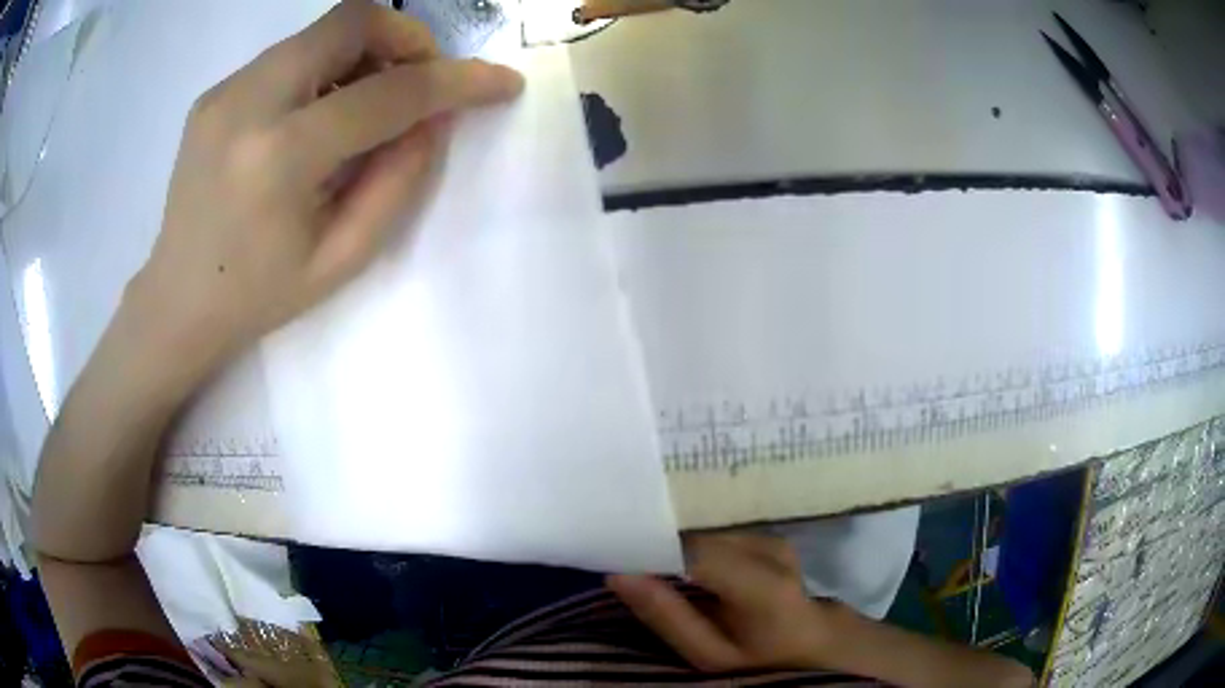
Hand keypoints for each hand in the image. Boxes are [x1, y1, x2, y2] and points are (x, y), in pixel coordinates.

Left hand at [129, 0, 522, 369]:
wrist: (177, 300)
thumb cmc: (259, 295)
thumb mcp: (343, 257)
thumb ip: (399, 179)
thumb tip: (435, 116)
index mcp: (279, 159)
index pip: (387, 92)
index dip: (456, 80)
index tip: (498, 82)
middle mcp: (248, 104)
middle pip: (352, 21)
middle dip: (407, 38)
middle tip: (420, 81)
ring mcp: (226, 90)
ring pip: (321, 31)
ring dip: (365, 53)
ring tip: (365, 105)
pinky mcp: (217, 90)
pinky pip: (290, 54)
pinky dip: (325, 69)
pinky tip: (317, 115)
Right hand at [608, 534, 845, 672]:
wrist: (816, 648)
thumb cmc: (762, 662)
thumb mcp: (709, 656)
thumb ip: (667, 617)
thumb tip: (618, 574)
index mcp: (760, 582)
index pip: (690, 547)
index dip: (648, 546)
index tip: (613, 556)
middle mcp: (769, 548)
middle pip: (697, 534)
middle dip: (659, 546)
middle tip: (625, 565)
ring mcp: (773, 539)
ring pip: (706, 532)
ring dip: (677, 546)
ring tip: (650, 566)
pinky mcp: (770, 538)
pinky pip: (720, 535)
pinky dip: (697, 547)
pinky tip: (685, 566)